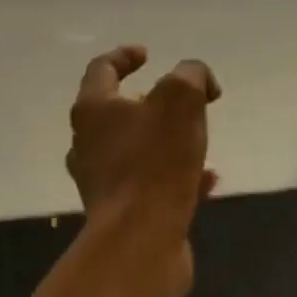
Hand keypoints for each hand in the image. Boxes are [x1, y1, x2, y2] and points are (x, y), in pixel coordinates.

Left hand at [66, 47, 219, 276]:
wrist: (140, 241)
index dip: (125, 55)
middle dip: (151, 101)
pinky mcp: (120, 212)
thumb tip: (199, 80)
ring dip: (166, 140)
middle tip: (181, 102)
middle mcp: (88, 141)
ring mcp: (101, 179)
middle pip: (115, 110)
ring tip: (198, 141)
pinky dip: (176, 176)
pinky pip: (149, 183)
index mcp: (93, 109)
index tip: (149, 54)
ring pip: (134, 148)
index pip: (102, 68)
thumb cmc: (154, 162)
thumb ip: (191, 76)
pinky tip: (208, 181)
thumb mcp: (181, 100)